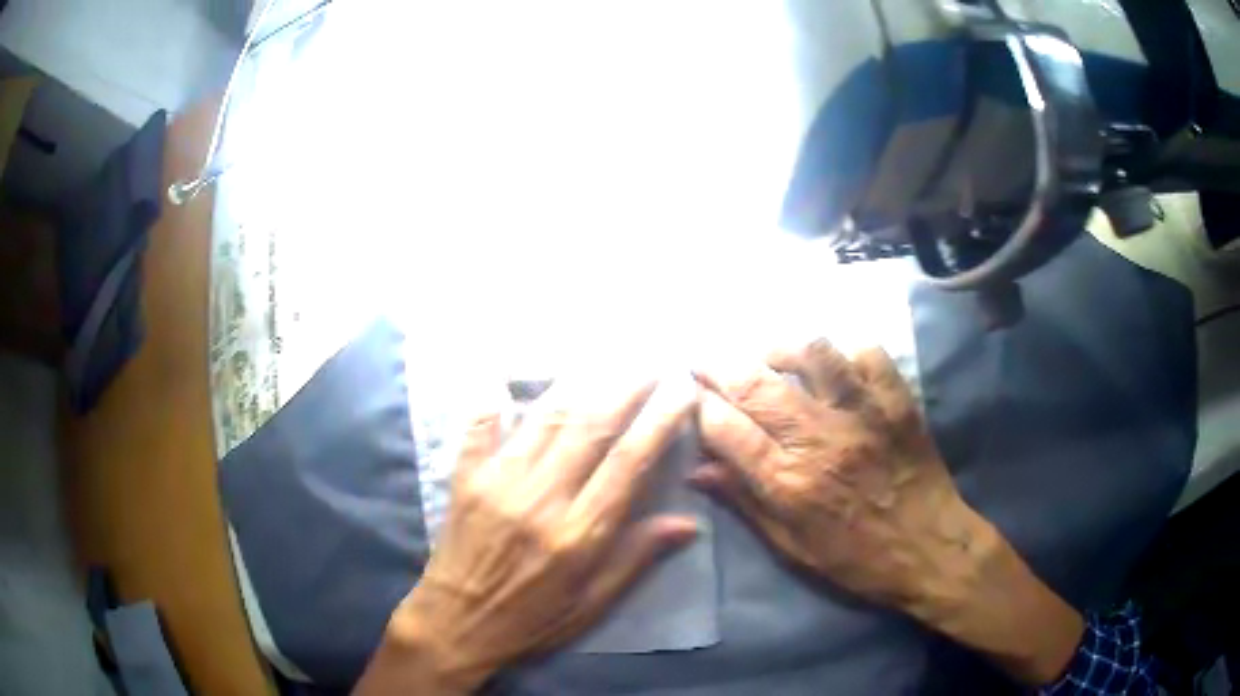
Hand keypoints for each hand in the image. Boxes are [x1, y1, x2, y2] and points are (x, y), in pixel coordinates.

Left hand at [356, 378, 698, 694]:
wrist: (457, 624)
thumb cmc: (532, 619)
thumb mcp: (593, 603)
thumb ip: (637, 557)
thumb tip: (689, 522)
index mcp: (578, 534)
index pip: (630, 462)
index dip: (661, 421)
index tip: (683, 391)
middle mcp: (540, 498)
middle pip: (591, 426)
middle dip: (627, 386)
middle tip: (652, 360)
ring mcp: (498, 482)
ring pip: (545, 417)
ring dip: (579, 381)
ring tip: (607, 356)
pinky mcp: (465, 477)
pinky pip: (479, 424)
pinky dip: (493, 394)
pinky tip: (506, 371)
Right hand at [692, 342, 1082, 684]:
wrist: (930, 549)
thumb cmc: (856, 559)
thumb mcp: (792, 547)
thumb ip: (745, 503)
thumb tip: (697, 470)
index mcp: (790, 484)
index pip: (727, 430)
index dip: (700, 408)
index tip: (688, 397)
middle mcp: (821, 440)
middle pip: (757, 386)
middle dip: (719, 366)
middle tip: (704, 359)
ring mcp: (864, 414)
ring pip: (812, 355)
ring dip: (779, 348)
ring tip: (767, 355)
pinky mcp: (897, 401)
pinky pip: (868, 354)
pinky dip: (844, 352)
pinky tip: (833, 365)